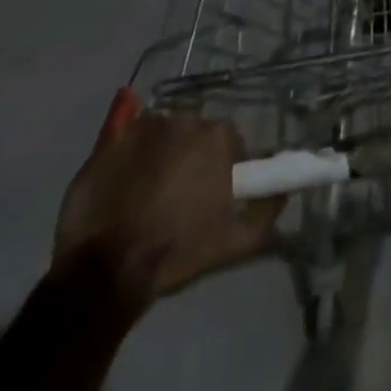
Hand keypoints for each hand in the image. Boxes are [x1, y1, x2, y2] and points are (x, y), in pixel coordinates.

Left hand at [53, 99, 284, 302]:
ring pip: (163, 131)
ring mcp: (144, 127)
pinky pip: (127, 134)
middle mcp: (185, 119)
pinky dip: (131, 148)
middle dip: (192, 155)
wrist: (105, 271)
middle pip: (195, 132)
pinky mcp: (109, 141)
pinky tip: (126, 173)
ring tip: (149, 189)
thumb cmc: (176, 250)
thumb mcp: (234, 242)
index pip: (229, 141)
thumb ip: (267, 212)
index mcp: (218, 136)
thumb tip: (284, 192)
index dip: (223, 166)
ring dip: (162, 151)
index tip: (213, 192)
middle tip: (181, 192)